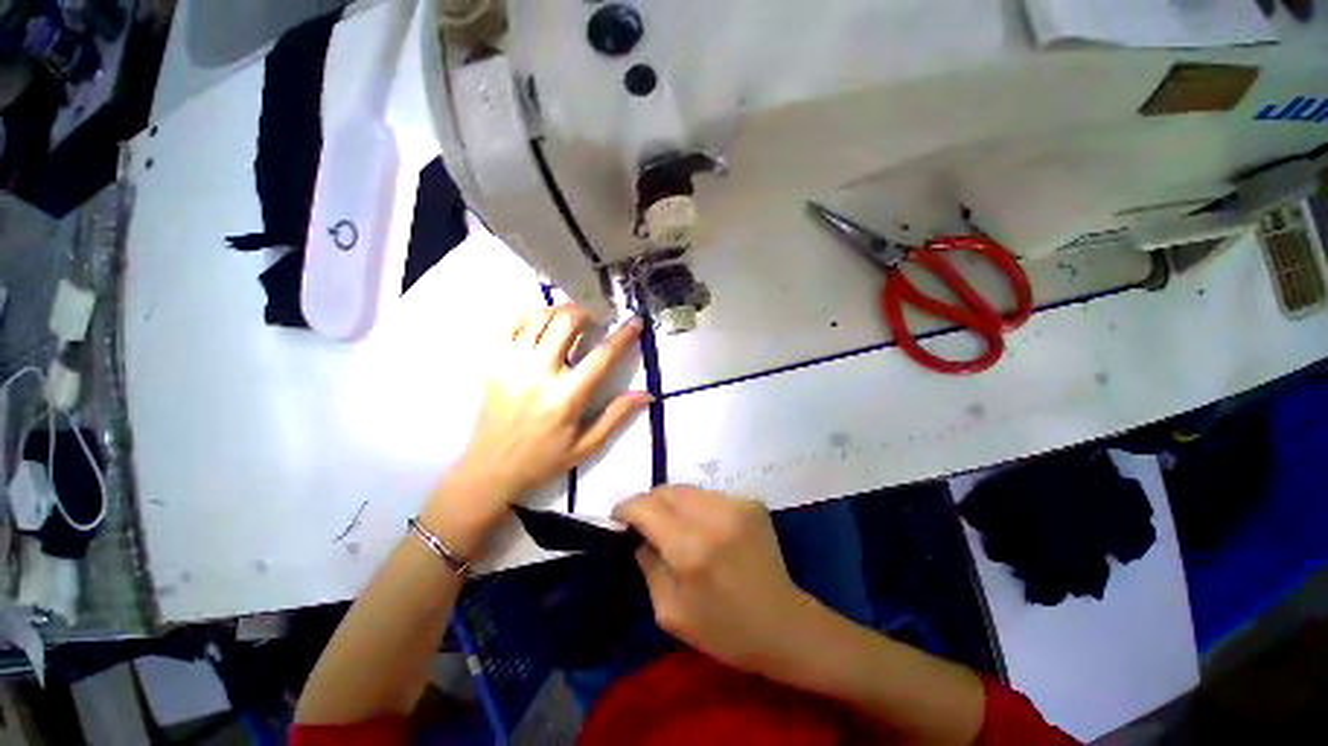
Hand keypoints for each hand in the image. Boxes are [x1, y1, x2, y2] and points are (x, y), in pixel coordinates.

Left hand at [447, 305, 648, 524]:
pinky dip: (530, 314)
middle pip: (567, 322)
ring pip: (539, 317)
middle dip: (588, 311)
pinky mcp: (493, 362)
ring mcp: (511, 365)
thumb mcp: (587, 446)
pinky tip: (542, 322)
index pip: (601, 356)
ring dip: (561, 311)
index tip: (635, 321)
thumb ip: (616, 416)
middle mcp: (538, 375)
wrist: (489, 469)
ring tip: (574, 318)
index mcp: (565, 398)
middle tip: (598, 315)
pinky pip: (510, 323)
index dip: (622, 335)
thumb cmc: (543, 460)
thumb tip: (646, 394)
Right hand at [614, 487, 818, 675]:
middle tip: (643, 522)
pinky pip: (710, 496)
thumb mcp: (671, 612)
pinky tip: (704, 529)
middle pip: (667, 490)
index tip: (617, 516)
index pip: (647, 508)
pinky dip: (697, 507)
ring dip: (673, 503)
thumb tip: (639, 536)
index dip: (627, 507)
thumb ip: (649, 565)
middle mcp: (714, 517)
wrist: (784, 624)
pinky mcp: (751, 502)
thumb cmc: (725, 630)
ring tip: (674, 525)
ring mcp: (737, 505)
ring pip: (688, 489)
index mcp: (691, 549)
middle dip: (648, 502)